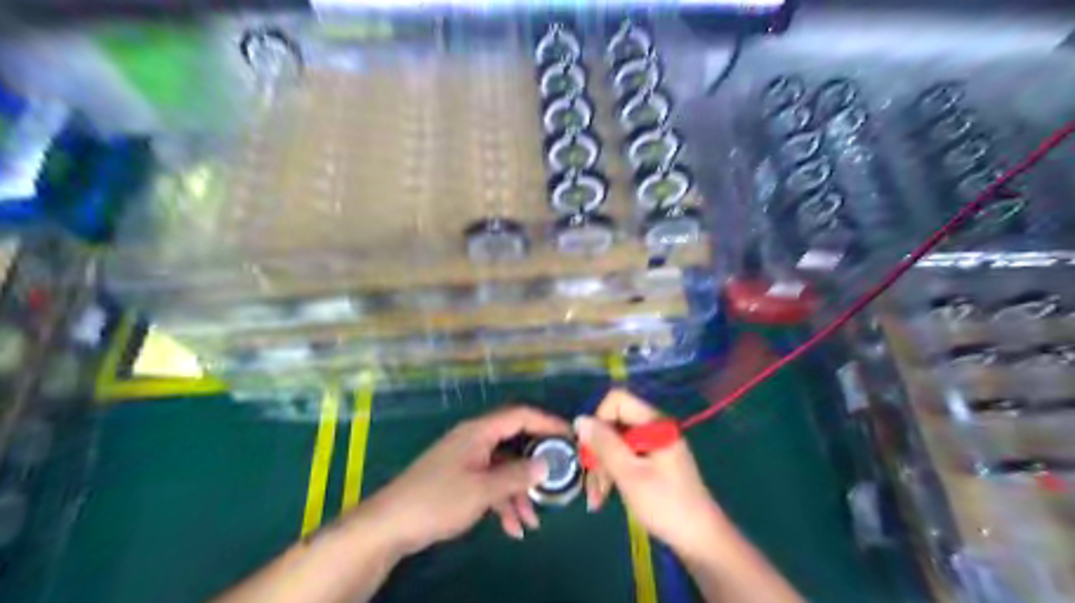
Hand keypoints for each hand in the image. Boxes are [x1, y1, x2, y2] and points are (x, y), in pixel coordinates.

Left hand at [363, 406, 564, 556]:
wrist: (390, 525)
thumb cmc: (438, 500)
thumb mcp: (483, 490)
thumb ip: (517, 475)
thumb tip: (546, 465)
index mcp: (480, 432)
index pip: (521, 416)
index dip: (548, 422)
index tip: (570, 436)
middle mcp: (475, 440)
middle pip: (515, 444)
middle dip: (535, 465)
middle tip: (557, 480)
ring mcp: (467, 459)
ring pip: (504, 468)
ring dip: (519, 492)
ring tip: (532, 521)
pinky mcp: (460, 478)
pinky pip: (490, 483)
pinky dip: (503, 501)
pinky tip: (512, 527)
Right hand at [575, 393, 726, 558]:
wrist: (700, 539)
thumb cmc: (666, 504)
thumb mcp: (629, 474)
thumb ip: (604, 444)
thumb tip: (580, 419)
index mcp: (654, 422)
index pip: (617, 400)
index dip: (599, 420)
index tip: (592, 449)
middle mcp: (654, 427)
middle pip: (614, 423)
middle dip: (598, 451)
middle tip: (591, 482)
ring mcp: (654, 445)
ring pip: (616, 443)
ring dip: (602, 467)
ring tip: (596, 498)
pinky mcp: (653, 461)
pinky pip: (625, 457)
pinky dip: (613, 473)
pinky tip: (604, 496)